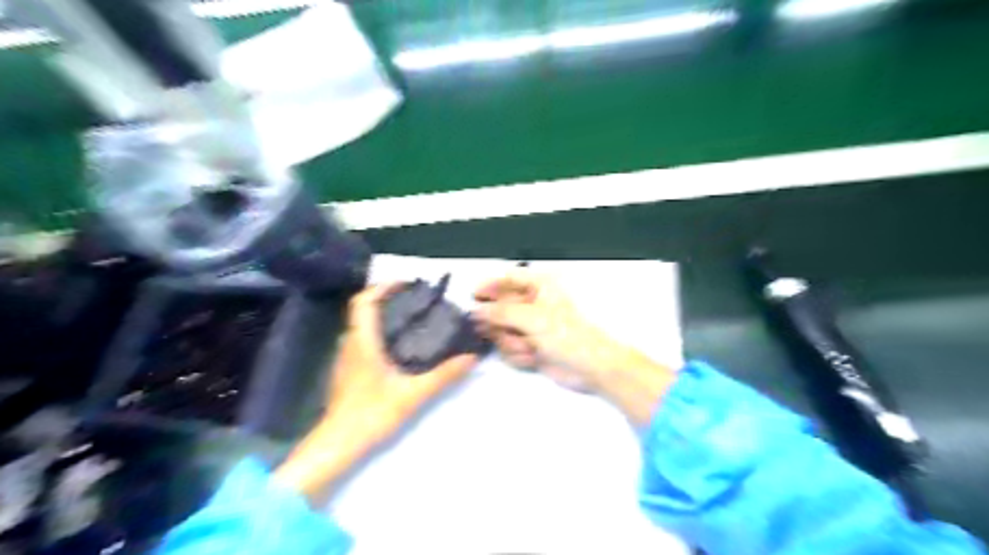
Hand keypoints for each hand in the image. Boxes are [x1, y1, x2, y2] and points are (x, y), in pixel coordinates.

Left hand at [325, 283, 479, 442]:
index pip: (364, 301)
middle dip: (386, 297)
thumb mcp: (412, 394)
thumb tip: (471, 357)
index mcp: (362, 341)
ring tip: (412, 318)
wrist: (337, 444)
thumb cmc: (371, 414)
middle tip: (416, 300)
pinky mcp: (347, 370)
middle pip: (363, 309)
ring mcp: (346, 357)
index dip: (383, 287)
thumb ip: (442, 375)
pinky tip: (399, 345)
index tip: (407, 283)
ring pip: (362, 324)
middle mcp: (350, 343)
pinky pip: (362, 338)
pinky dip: (379, 331)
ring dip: (382, 314)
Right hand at [469, 268, 672, 425]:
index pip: (508, 279)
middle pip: (500, 308)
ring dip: (511, 342)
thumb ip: (501, 312)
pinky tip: (533, 357)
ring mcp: (530, 327)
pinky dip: (519, 354)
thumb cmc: (568, 334)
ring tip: (529, 347)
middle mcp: (533, 304)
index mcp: (540, 286)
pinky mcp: (530, 347)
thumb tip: (477, 310)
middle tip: (502, 330)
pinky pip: (509, 348)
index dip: (490, 285)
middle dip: (500, 323)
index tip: (473, 296)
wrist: (591, 367)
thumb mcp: (534, 318)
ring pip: (502, 331)